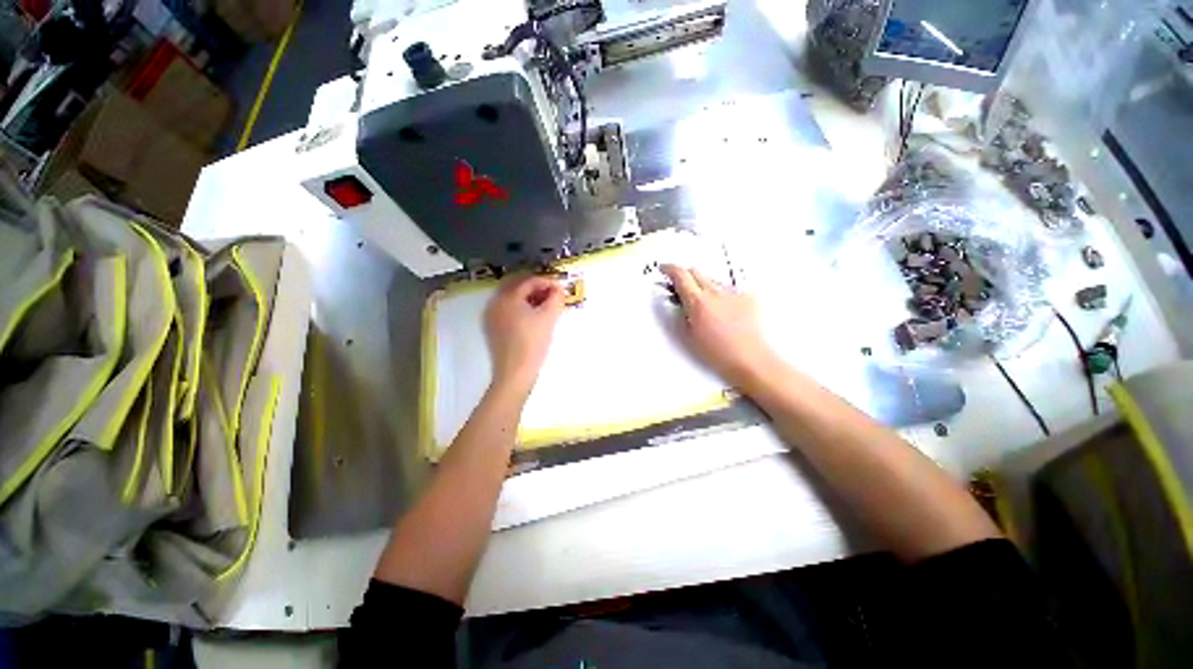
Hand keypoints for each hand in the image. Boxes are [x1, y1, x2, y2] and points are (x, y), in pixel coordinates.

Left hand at [485, 274, 565, 394]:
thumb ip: (556, 298)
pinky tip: (532, 316)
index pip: (529, 281)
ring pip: (511, 297)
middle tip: (553, 294)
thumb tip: (559, 289)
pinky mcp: (492, 327)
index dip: (547, 282)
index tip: (561, 288)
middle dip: (537, 287)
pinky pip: (507, 309)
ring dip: (529, 297)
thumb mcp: (549, 318)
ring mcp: (491, 315)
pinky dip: (520, 307)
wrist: (515, 373)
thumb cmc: (533, 343)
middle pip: (517, 286)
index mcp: (508, 297)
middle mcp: (495, 302)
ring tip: (545, 305)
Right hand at [661, 265, 775, 387]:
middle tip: (680, 287)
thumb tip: (679, 301)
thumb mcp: (689, 335)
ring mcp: (733, 292)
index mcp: (698, 302)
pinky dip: (721, 294)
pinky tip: (723, 309)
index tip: (664, 269)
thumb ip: (682, 312)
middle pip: (696, 271)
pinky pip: (729, 288)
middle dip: (685, 276)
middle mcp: (715, 292)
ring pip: (712, 279)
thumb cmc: (717, 353)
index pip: (680, 275)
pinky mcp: (748, 296)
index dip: (669, 268)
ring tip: (704, 303)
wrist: (749, 359)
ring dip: (703, 285)